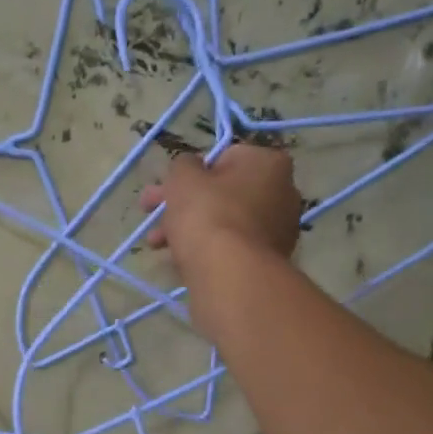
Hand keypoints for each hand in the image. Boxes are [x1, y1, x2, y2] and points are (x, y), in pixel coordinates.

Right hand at [141, 146, 303, 325]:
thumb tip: (189, 168)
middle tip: (150, 213)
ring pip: (223, 222)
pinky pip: (230, 248)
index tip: (166, 188)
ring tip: (156, 244)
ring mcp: (278, 230)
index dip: (190, 173)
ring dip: (187, 229)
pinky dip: (206, 250)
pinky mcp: (268, 261)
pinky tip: (179, 261)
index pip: (223, 158)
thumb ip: (182, 165)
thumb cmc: (208, 214)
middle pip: (222, 193)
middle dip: (182, 204)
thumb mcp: (183, 178)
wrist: (231, 275)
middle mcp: (283, 193)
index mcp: (268, 163)